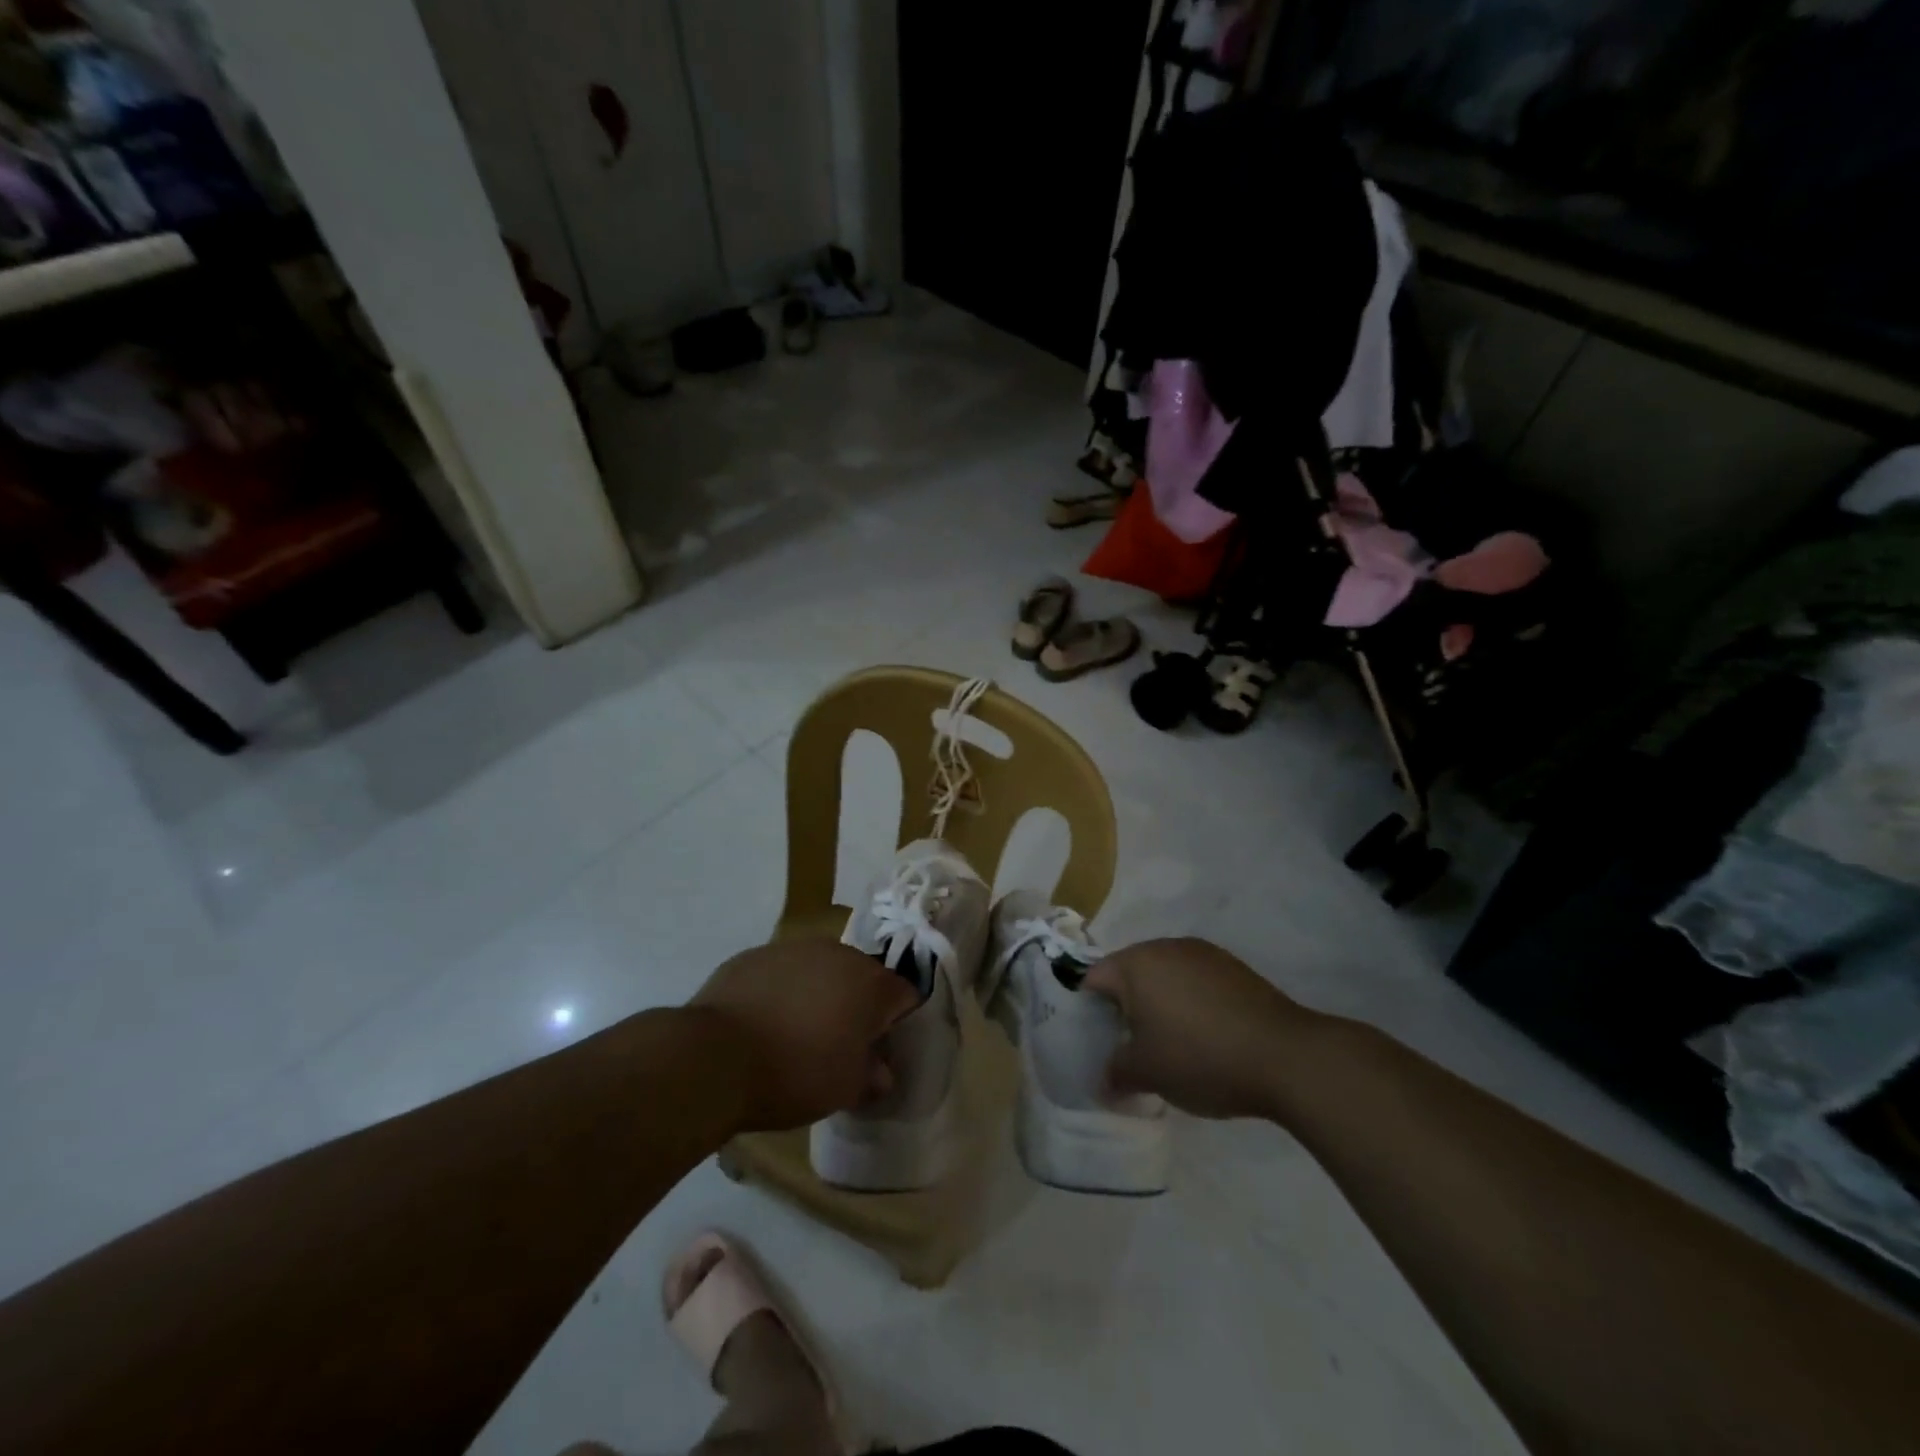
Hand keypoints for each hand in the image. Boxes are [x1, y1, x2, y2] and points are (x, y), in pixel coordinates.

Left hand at [689, 939, 919, 1132]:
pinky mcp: (753, 955)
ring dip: (819, 994)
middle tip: (840, 1043)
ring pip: (820, 969)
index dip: (898, 1023)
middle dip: (857, 1005)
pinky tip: (764, 1022)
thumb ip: (872, 1077)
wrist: (714, 1056)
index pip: (905, 995)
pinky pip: (782, 972)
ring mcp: (793, 949)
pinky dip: (782, 991)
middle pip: (862, 977)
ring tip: (797, 1032)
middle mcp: (838, 953)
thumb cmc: (795, 1073)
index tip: (880, 1051)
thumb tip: (880, 1072)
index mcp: (870, 983)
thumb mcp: (844, 1090)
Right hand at [1084, 938, 1308, 1119]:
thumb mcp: (1147, 1073)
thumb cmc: (1200, 1057)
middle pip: (1129, 974)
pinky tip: (1205, 1036)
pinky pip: (1195, 981)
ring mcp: (1203, 953)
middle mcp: (1165, 947)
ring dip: (1160, 1004)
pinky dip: (1190, 1003)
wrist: (1285, 1056)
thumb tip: (1103, 1082)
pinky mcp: (1233, 967)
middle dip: (1125, 1008)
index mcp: (1136, 963)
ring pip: (1164, 976)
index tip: (1097, 1043)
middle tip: (1130, 1047)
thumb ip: (1115, 1074)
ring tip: (1170, 1044)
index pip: (1094, 979)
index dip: (1088, 1012)